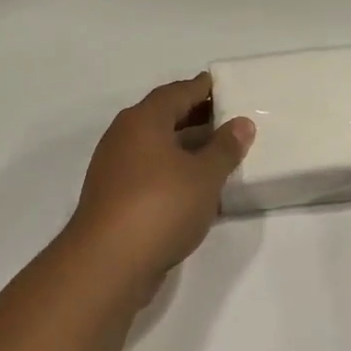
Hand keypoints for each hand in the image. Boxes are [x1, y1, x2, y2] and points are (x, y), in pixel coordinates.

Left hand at [69, 74, 254, 278]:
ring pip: (156, 147)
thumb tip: (241, 123)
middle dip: (195, 117)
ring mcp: (115, 169)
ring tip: (219, 153)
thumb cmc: (161, 206)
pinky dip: (173, 172)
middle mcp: (124, 137)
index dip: (201, 88)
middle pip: (164, 117)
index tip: (222, 86)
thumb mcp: (205, 176)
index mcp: (143, 121)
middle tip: (228, 118)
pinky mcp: (114, 198)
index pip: (176, 93)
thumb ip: (225, 148)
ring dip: (185, 147)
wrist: (108, 263)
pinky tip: (196, 187)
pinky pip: (150, 172)